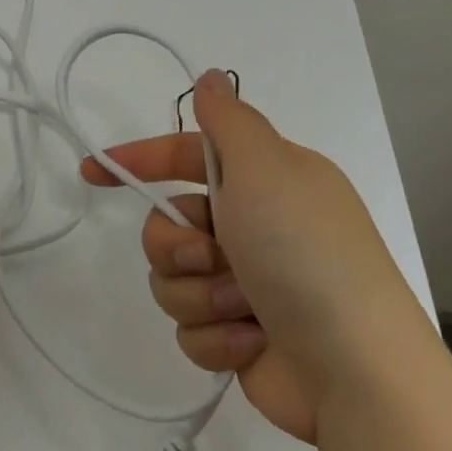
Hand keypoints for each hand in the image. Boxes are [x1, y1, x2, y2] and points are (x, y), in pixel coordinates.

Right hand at [82, 70, 430, 442]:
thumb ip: (227, 121)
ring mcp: (246, 284)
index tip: (94, 172)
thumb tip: (210, 77)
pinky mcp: (238, 336)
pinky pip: (190, 327)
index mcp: (265, 182)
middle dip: (177, 245)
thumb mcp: (266, 169)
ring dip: (199, 294)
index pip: (186, 155)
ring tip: (241, 308)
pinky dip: (216, 336)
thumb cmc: (306, 255)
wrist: (357, 373)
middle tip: (210, 257)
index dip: (139, 160)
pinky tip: (252, 343)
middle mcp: (253, 227)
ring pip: (173, 278)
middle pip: (168, 222)